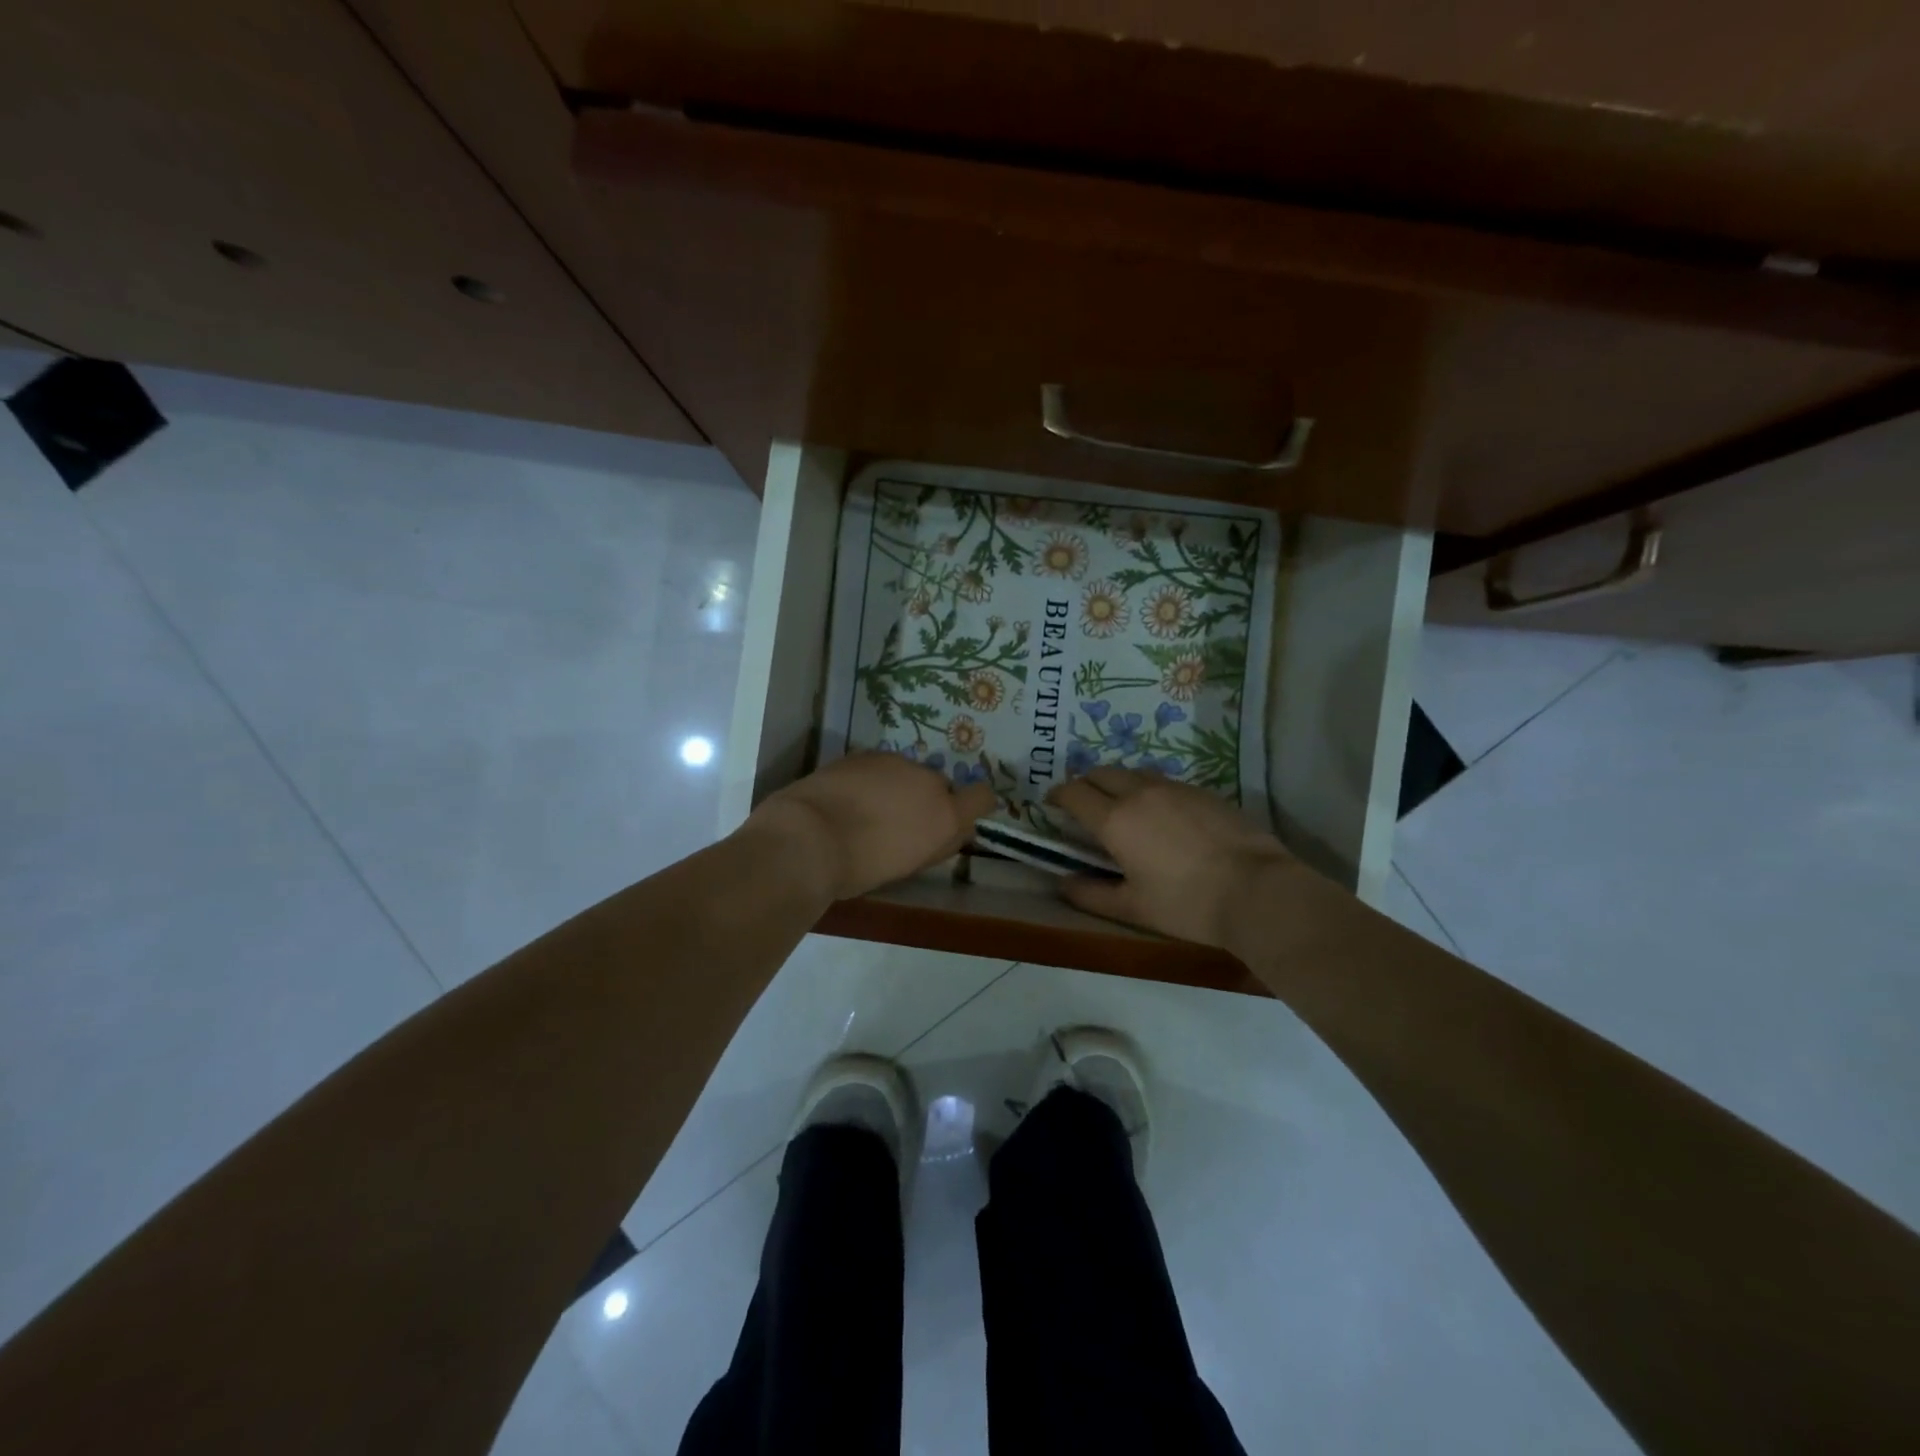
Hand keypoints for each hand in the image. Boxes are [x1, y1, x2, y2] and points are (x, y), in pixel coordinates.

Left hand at [748, 752, 996, 901]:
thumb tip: (949, 830)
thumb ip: (936, 842)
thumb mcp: (909, 864)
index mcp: (946, 815)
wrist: (808, 837)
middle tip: (899, 823)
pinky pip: (880, 766)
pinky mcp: (865, 753)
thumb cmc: (860, 867)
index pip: (983, 797)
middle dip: (926, 799)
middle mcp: (929, 781)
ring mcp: (896, 762)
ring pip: (908, 772)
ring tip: (867, 810)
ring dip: (897, 786)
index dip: (974, 804)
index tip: (957, 817)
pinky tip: (848, 796)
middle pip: (940, 785)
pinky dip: (871, 778)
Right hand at [1047, 767, 1298, 947]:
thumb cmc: (1186, 903)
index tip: (1052, 803)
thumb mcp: (1132, 907)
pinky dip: (1149, 789)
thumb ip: (1091, 894)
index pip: (1074, 792)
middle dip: (1085, 783)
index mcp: (1115, 819)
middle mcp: (1139, 793)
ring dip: (1118, 782)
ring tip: (1121, 804)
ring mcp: (1174, 788)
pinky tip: (1161, 813)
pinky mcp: (1203, 791)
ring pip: (1133, 771)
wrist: (1257, 890)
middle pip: (1101, 772)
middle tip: (1083, 804)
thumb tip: (1063, 883)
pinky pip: (1163, 780)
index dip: (1057, 795)